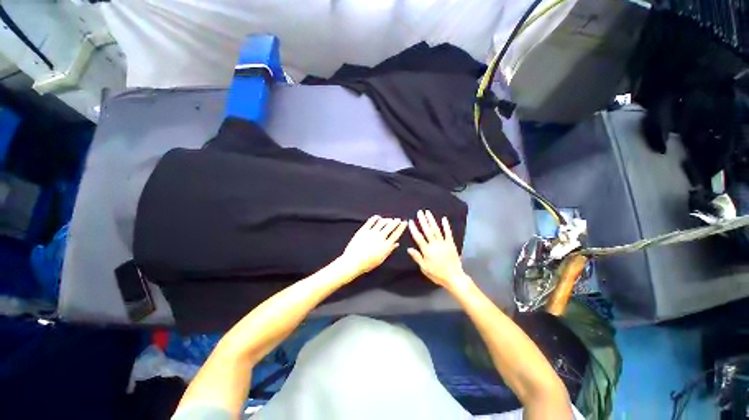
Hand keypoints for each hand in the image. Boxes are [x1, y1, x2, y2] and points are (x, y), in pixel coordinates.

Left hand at [339, 215, 407, 276]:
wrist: (353, 262)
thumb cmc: (367, 263)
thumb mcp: (381, 259)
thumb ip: (389, 250)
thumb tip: (396, 244)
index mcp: (386, 246)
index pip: (396, 234)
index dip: (401, 227)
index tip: (404, 222)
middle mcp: (380, 238)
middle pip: (390, 227)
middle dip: (395, 222)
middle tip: (398, 219)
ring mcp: (372, 233)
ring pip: (382, 223)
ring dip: (387, 220)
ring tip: (389, 219)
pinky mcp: (364, 230)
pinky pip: (371, 221)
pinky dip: (376, 218)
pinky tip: (378, 217)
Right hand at [407, 210, 473, 290]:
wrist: (454, 277)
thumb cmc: (437, 274)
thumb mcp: (424, 268)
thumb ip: (417, 257)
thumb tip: (409, 249)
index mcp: (427, 250)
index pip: (418, 237)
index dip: (414, 229)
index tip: (411, 221)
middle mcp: (434, 244)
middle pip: (427, 230)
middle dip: (422, 221)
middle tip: (419, 212)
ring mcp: (443, 243)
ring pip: (436, 229)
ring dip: (432, 220)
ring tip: (428, 212)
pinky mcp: (451, 243)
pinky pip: (448, 233)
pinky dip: (446, 226)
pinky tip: (444, 219)